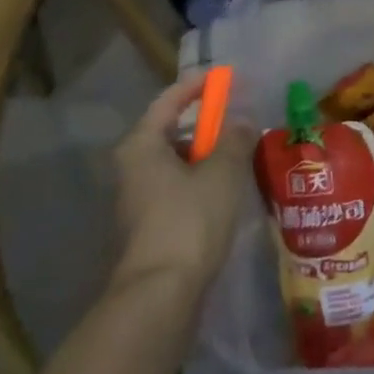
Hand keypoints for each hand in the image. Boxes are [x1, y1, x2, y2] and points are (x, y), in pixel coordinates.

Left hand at [110, 72, 257, 296]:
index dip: (195, 86)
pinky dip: (199, 183)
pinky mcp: (148, 229)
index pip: (168, 101)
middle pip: (170, 133)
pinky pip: (177, 190)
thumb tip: (242, 119)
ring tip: (239, 156)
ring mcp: (137, 202)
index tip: (222, 77)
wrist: (160, 295)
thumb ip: (235, 139)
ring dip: (205, 156)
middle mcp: (131, 169)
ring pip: (175, 165)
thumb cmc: (189, 220)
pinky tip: (226, 192)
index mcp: (141, 146)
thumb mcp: (222, 172)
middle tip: (237, 119)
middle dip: (204, 125)